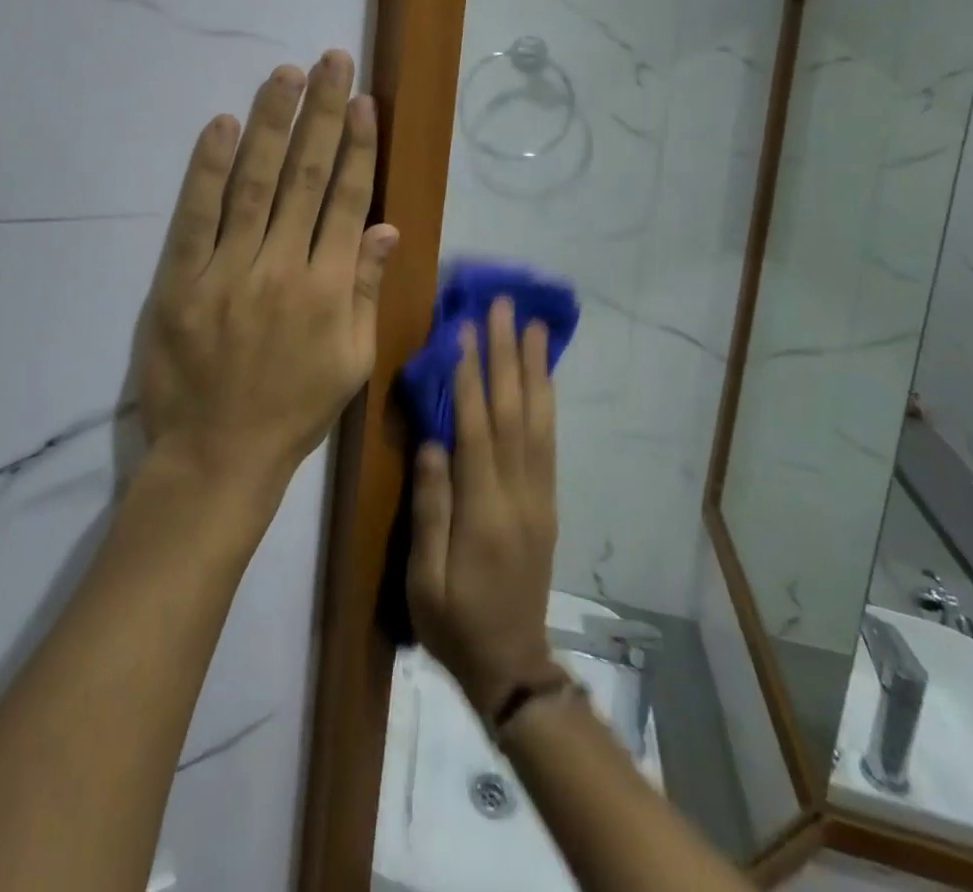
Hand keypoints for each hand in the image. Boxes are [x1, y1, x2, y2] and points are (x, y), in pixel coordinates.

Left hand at [133, 51, 399, 496]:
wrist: (218, 456)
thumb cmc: (293, 410)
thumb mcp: (352, 362)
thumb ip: (368, 291)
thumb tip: (386, 227)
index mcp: (330, 289)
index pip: (347, 200)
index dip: (358, 147)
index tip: (364, 102)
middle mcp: (283, 268)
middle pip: (307, 177)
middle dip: (323, 114)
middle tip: (331, 61)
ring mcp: (228, 271)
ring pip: (255, 184)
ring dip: (273, 124)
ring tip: (286, 74)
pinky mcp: (180, 281)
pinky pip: (196, 215)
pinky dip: (209, 168)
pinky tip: (224, 126)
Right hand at [407, 297, 561, 718]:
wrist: (512, 666)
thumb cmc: (454, 623)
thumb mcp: (424, 578)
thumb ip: (431, 508)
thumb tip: (433, 442)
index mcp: (484, 512)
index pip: (477, 430)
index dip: (470, 376)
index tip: (464, 330)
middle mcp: (520, 494)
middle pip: (513, 413)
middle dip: (506, 355)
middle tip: (503, 307)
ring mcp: (540, 496)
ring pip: (538, 421)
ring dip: (533, 369)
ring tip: (531, 327)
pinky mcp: (547, 502)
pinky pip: (548, 442)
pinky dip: (545, 401)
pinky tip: (541, 376)